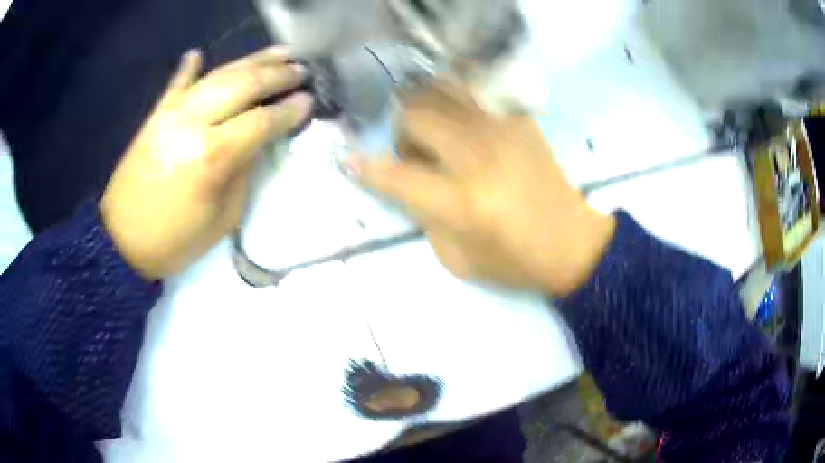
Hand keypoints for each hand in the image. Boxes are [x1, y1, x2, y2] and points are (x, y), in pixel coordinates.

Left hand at [100, 47, 312, 279]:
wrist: (122, 242)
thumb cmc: (175, 241)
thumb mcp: (222, 218)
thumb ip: (243, 172)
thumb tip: (257, 142)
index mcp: (212, 155)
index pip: (261, 120)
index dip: (289, 110)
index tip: (310, 100)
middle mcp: (192, 123)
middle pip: (243, 85)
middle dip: (277, 75)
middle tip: (301, 71)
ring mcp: (171, 114)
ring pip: (217, 75)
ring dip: (251, 61)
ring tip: (279, 52)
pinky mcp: (155, 116)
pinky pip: (175, 84)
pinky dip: (188, 67)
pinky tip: (198, 53)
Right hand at [348, 83, 614, 296]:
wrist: (571, 242)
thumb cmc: (514, 260)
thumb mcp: (457, 258)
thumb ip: (422, 215)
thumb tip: (401, 179)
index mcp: (461, 201)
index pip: (396, 174)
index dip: (364, 166)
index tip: (346, 157)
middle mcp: (477, 155)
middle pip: (414, 115)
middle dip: (398, 129)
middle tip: (409, 148)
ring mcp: (500, 129)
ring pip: (440, 91)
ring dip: (421, 105)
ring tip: (429, 125)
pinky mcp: (518, 119)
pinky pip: (474, 87)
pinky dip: (452, 91)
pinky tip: (454, 107)